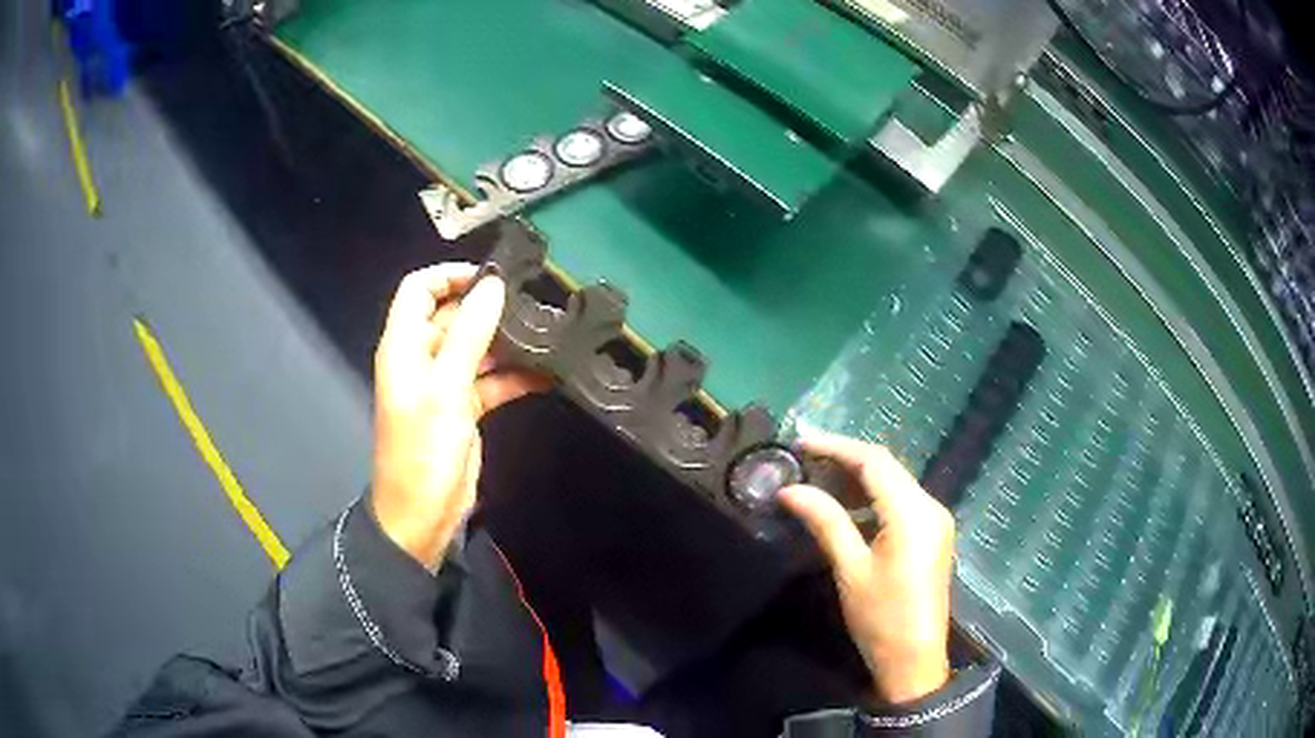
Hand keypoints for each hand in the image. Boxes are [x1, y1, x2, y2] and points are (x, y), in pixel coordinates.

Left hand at [370, 264, 548, 570]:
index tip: (492, 278)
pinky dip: (513, 377)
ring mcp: (443, 385)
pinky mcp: (463, 409)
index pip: (418, 289)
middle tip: (532, 303)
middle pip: (451, 315)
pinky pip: (490, 380)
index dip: (450, 275)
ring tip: (546, 334)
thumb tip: (493, 285)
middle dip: (487, 307)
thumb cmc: (423, 450)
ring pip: (475, 347)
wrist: (423, 516)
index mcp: (405, 346)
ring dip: (505, 342)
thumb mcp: (445, 389)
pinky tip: (547, 375)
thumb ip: (468, 334)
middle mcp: (422, 359)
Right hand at [780, 433, 953, 703]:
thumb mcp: (850, 569)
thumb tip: (791, 490)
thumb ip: (826, 521)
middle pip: (887, 468)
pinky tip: (848, 508)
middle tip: (804, 459)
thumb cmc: (881, 617)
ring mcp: (935, 521)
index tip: (799, 442)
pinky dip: (874, 498)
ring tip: (819, 480)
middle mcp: (931, 506)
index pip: (874, 461)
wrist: (915, 660)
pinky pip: (902, 502)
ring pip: (895, 483)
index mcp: (913, 512)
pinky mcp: (933, 535)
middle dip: (846, 459)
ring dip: (859, 478)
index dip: (836, 446)